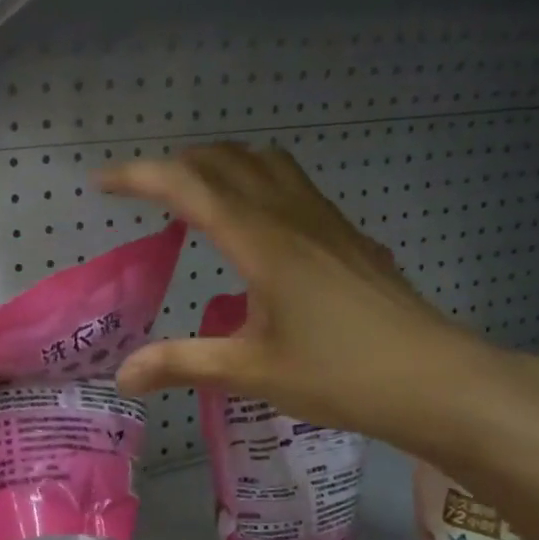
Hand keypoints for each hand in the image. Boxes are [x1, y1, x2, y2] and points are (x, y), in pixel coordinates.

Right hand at [99, 144, 511, 456]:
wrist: (436, 380)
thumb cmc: (340, 374)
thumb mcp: (251, 371)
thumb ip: (182, 363)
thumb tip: (123, 376)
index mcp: (261, 241)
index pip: (188, 187)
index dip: (139, 177)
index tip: (102, 181)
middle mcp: (291, 215)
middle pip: (225, 160)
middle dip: (177, 166)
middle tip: (144, 195)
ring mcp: (325, 220)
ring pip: (265, 163)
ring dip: (222, 165)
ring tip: (195, 197)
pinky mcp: (347, 235)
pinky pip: (293, 184)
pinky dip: (256, 182)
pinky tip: (256, 227)